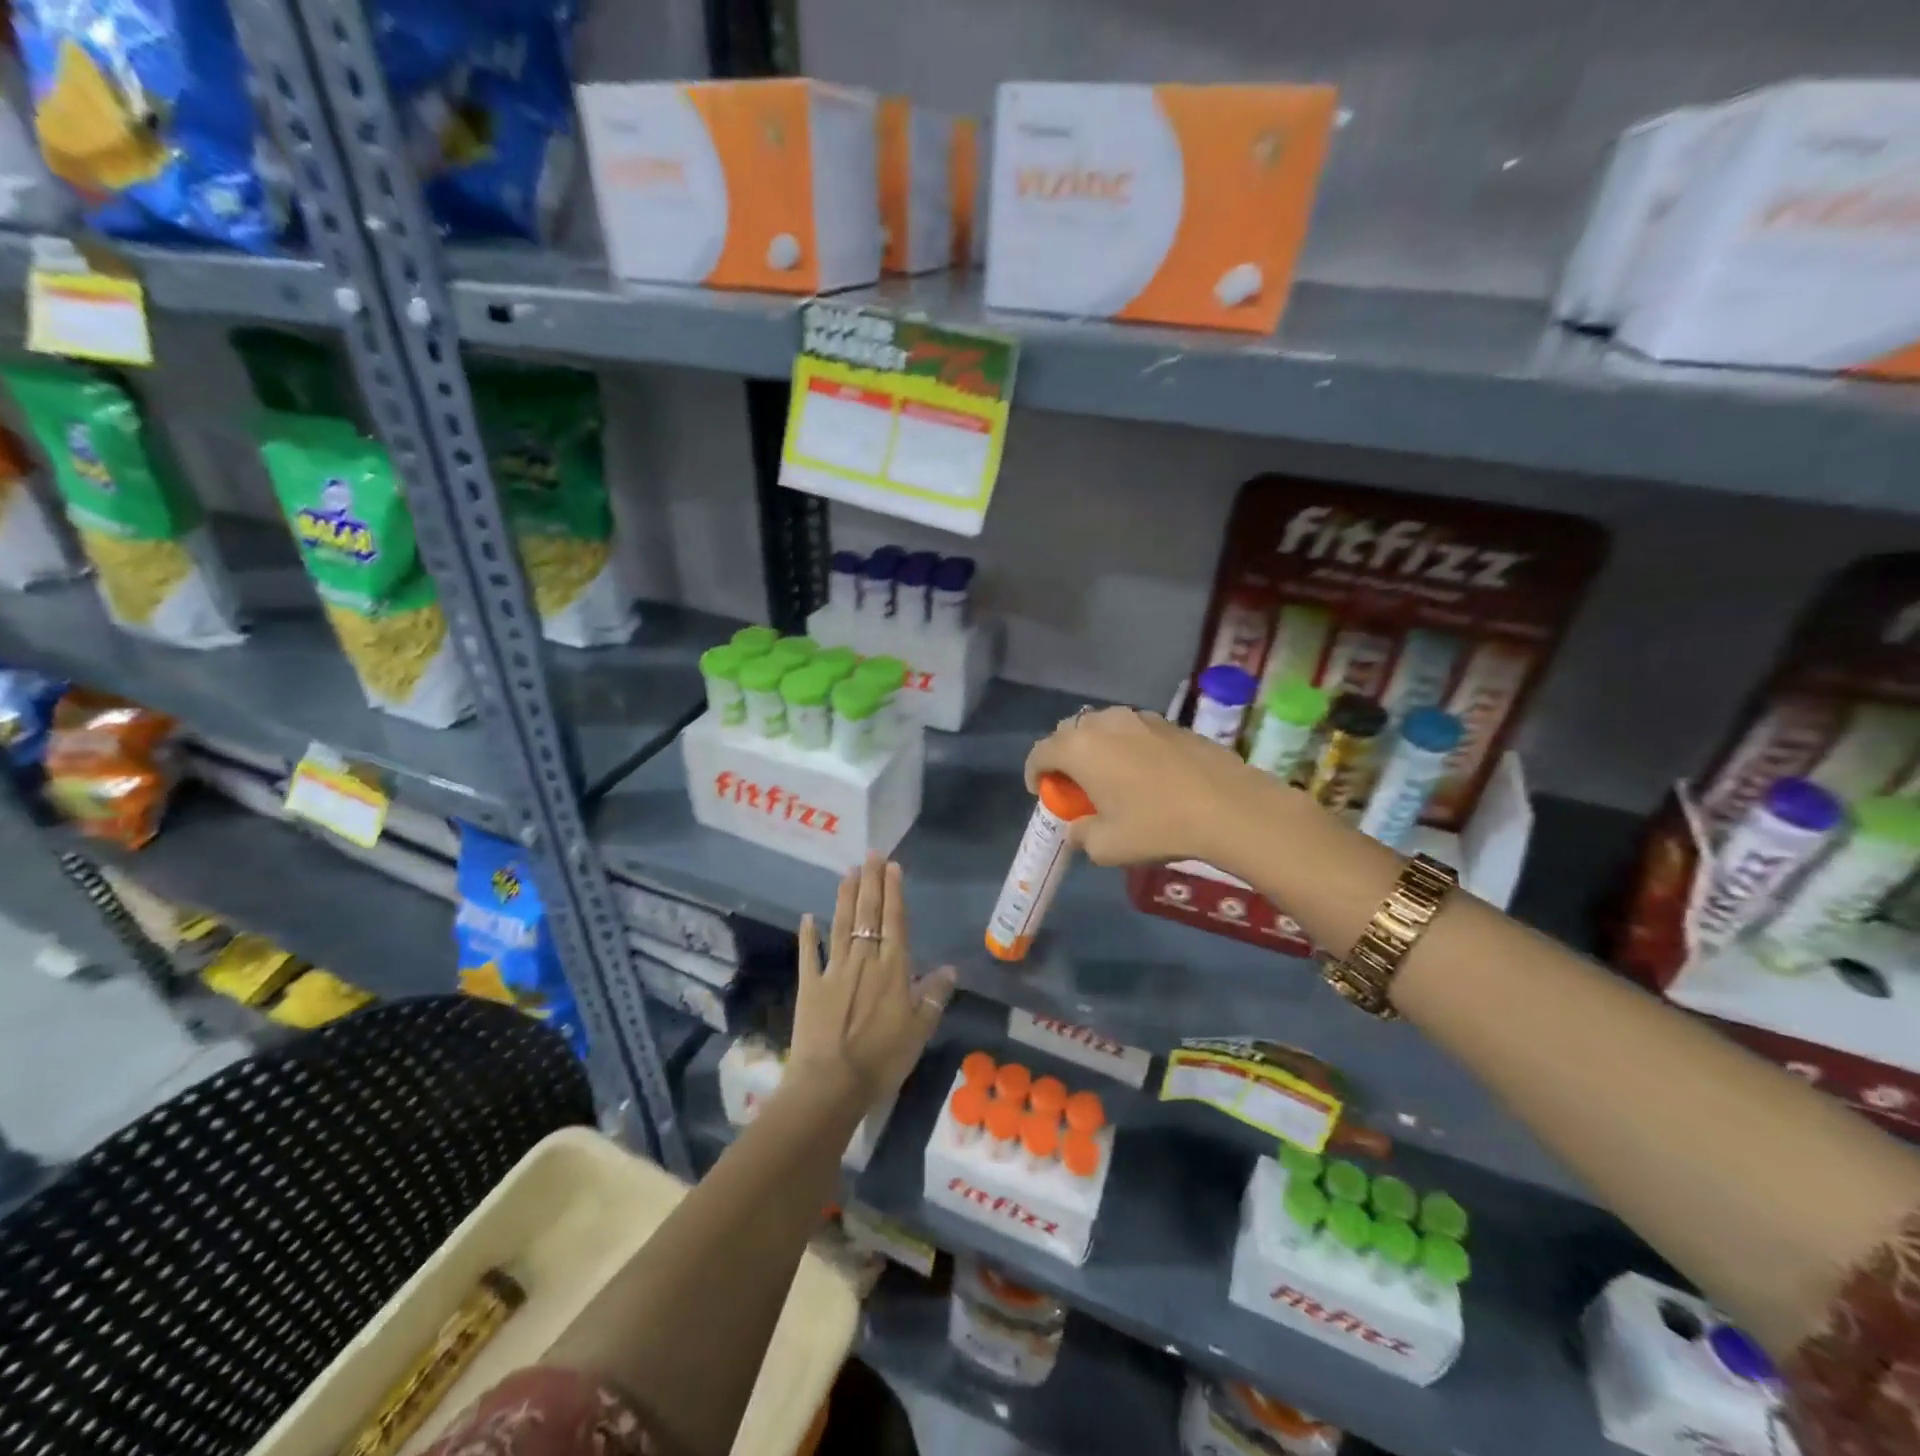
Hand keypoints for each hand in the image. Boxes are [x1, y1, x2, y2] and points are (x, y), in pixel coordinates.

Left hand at [790, 852, 956, 1109]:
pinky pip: (810, 955)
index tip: (892, 866)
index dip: (893, 892)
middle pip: (868, 914)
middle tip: (871, 854)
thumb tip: (950, 968)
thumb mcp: (920, 1030)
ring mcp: (834, 970)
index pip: (895, 920)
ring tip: (848, 872)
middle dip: (871, 882)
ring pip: (841, 925)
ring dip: (845, 897)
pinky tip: (808, 917)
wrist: (832, 1082)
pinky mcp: (810, 986)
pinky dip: (808, 935)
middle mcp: (864, 959)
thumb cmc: (883, 1058)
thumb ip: (934, 995)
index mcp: (893, 968)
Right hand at [1023, 706, 1258, 866]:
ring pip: (1103, 727)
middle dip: (1064, 757)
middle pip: (1069, 732)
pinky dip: (1126, 747)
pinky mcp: (1170, 723)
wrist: (1229, 807)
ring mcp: (1140, 718)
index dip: (1035, 773)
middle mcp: (1105, 723)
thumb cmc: (1157, 826)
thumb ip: (1081, 835)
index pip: (1040, 752)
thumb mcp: (1107, 846)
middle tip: (1075, 785)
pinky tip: (1144, 774)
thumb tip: (1079, 829)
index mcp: (1080, 748)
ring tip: (1109, 777)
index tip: (1043, 794)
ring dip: (1096, 748)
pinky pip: (1133, 731)